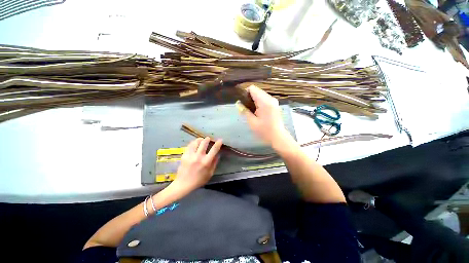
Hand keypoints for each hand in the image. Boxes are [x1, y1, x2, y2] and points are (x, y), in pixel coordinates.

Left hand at [174, 137, 222, 190]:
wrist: (184, 184)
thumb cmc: (199, 180)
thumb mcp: (210, 173)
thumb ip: (214, 163)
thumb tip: (217, 155)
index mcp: (206, 162)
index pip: (214, 149)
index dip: (218, 143)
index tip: (220, 140)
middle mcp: (199, 157)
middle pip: (204, 143)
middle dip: (207, 139)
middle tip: (208, 139)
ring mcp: (191, 155)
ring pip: (196, 142)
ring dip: (200, 140)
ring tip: (201, 140)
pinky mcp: (184, 155)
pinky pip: (189, 146)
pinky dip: (193, 143)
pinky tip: (194, 143)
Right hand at [237, 85, 292, 147]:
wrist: (278, 137)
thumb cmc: (264, 131)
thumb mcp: (252, 122)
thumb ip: (244, 111)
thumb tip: (238, 103)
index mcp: (264, 102)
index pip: (252, 89)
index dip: (245, 94)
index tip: (242, 103)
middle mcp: (270, 98)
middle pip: (256, 91)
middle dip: (249, 98)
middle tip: (246, 109)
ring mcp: (274, 101)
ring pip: (260, 95)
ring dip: (254, 101)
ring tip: (252, 112)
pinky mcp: (275, 105)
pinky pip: (264, 99)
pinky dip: (259, 103)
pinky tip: (258, 112)